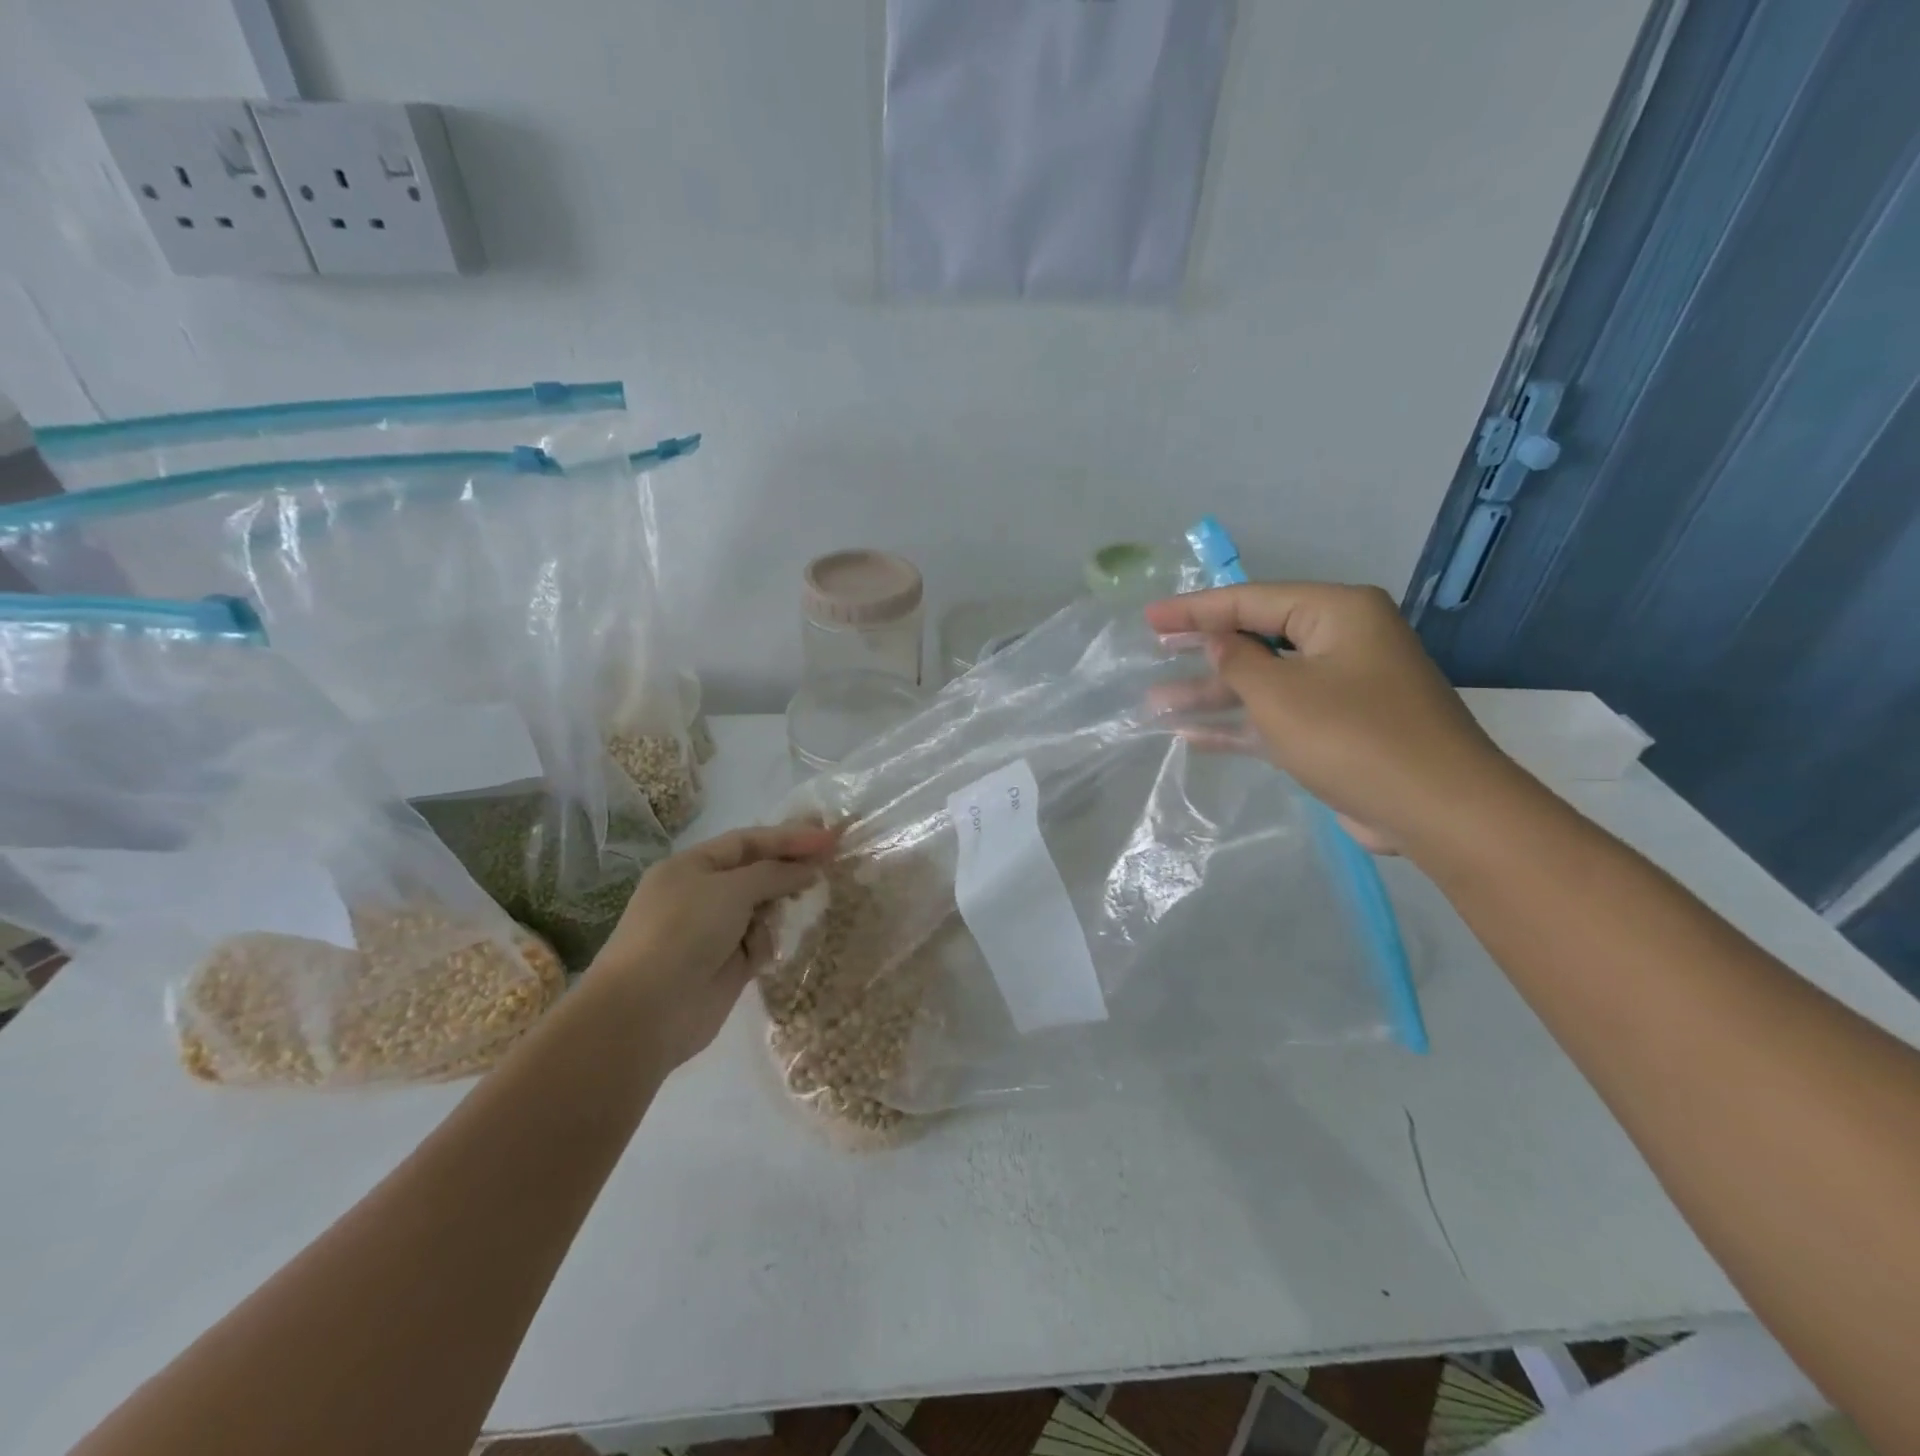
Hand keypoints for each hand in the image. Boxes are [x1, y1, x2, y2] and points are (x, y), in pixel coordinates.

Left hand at [588, 823, 837, 1068]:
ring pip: (762, 908)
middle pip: (757, 873)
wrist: (646, 1011)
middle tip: (831, 864)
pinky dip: (769, 942)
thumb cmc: (683, 931)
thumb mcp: (730, 889)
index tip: (829, 838)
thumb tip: (809, 868)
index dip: (789, 837)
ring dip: (781, 906)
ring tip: (808, 902)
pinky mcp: (727, 966)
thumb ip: (774, 873)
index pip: (748, 841)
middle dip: (790, 869)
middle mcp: (701, 895)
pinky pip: (759, 943)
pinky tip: (771, 948)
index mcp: (692, 866)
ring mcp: (714, 932)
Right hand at [1144, 582, 1521, 852]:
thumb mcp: (1280, 694)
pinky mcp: (1338, 729)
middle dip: (1202, 651)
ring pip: (1263, 683)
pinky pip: (1277, 716)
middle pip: (1256, 638)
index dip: (1194, 610)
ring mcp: (1341, 688)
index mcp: (1336, 613)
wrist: (1437, 810)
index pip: (1250, 600)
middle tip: (1154, 651)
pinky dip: (1239, 724)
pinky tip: (1191, 735)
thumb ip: (1237, 660)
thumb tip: (1216, 640)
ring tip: (1156, 702)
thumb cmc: (1352, 736)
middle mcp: (1341, 641)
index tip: (1149, 618)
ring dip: (1212, 694)